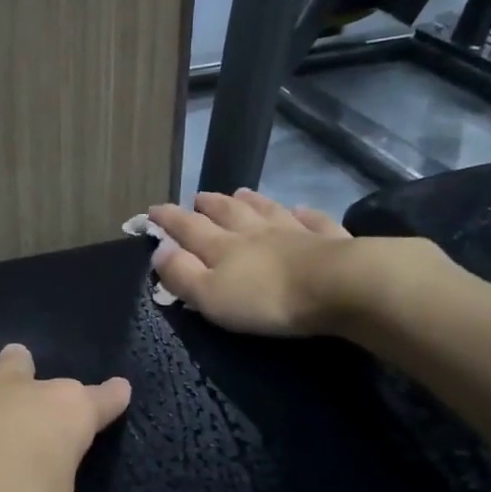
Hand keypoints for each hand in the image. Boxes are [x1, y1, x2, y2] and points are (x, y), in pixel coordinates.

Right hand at [147, 189, 356, 335]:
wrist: (338, 286)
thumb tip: (159, 248)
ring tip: (241, 193)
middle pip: (227, 213)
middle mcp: (255, 232)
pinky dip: (304, 214)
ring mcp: (294, 232)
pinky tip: (302, 210)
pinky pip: (313, 221)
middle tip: (198, 197)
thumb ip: (182, 273)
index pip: (188, 228)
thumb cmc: (266, 298)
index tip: (152, 210)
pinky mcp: (329, 240)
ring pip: (267, 210)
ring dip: (251, 202)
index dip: (168, 219)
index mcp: (223, 247)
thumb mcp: (211, 295)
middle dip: (209, 205)